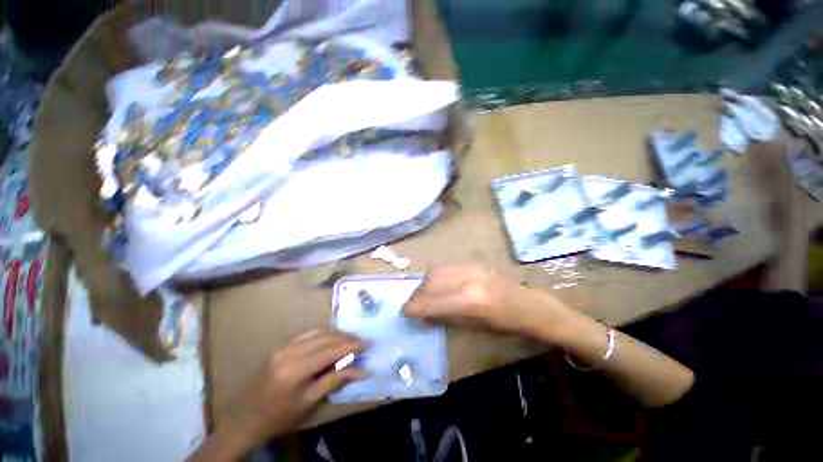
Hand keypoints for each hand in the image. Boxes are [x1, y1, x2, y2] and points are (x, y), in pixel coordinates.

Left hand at [227, 329, 365, 443]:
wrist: (245, 419)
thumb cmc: (280, 416)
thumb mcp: (309, 402)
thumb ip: (335, 380)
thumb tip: (361, 370)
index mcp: (296, 369)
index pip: (331, 350)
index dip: (352, 346)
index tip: (367, 344)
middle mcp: (290, 352)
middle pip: (326, 338)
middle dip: (346, 338)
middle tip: (362, 341)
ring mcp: (284, 347)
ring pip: (317, 332)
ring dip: (336, 334)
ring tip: (351, 338)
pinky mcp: (282, 347)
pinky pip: (307, 334)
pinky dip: (323, 334)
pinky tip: (332, 337)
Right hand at [405, 265, 564, 333]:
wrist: (527, 304)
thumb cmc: (503, 325)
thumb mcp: (472, 327)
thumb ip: (444, 317)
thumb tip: (421, 315)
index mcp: (469, 301)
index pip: (430, 302)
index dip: (414, 308)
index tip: (406, 313)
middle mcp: (466, 279)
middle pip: (429, 283)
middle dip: (417, 295)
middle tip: (414, 305)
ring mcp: (469, 267)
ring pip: (435, 271)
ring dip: (425, 284)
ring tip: (426, 294)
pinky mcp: (472, 262)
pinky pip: (445, 266)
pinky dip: (436, 276)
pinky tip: (439, 284)